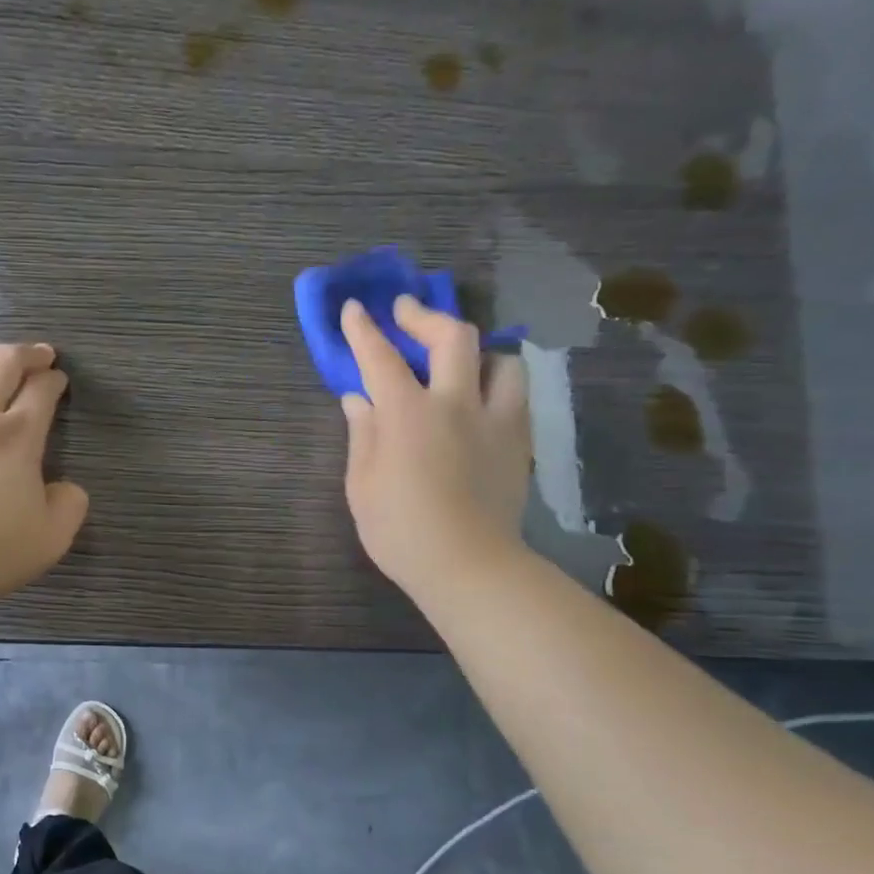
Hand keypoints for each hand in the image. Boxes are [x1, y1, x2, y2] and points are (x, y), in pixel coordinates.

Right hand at [339, 297, 531, 599]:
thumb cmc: (400, 530)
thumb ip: (362, 434)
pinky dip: (495, 383)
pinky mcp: (519, 441)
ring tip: (459, 362)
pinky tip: (480, 400)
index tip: (354, 309)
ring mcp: (495, 420)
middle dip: (425, 317)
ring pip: (500, 359)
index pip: (381, 358)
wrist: (468, 565)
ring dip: (475, 352)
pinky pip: (514, 394)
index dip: (364, 330)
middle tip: (406, 313)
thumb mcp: (361, 485)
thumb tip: (359, 400)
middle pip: (452, 338)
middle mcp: (455, 404)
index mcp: (407, 415)